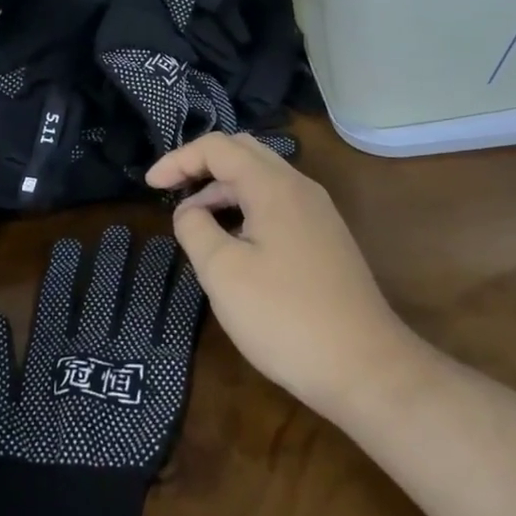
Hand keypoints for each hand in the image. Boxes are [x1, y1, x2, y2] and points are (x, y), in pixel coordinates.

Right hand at [145, 133, 419, 420]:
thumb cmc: (285, 317)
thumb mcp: (223, 273)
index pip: (218, 147)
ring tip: (195, 221)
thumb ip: (196, 228)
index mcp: (274, 186)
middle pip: (243, 152)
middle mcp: (300, 187)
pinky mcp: (325, 238)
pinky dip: (246, 207)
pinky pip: (277, 203)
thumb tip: (190, 210)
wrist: (366, 368)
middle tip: (171, 189)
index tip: (150, 185)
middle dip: (202, 164)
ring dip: (224, 189)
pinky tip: (233, 242)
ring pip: (262, 179)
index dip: (179, 159)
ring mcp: (318, 213)